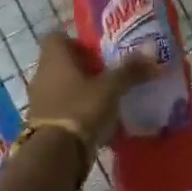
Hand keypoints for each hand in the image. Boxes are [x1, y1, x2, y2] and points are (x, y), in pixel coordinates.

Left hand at [25, 33, 159, 149]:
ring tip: (106, 97)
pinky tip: (96, 119)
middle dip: (83, 67)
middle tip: (108, 73)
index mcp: (54, 58)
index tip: (97, 51)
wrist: (56, 153)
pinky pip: (61, 108)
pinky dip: (76, 110)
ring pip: (61, 86)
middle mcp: (42, 74)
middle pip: (61, 63)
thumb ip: (130, 70)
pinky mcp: (42, 123)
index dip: (76, 41)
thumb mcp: (111, 88)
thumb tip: (152, 50)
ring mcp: (39, 100)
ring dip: (80, 90)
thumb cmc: (81, 108)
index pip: (57, 37)